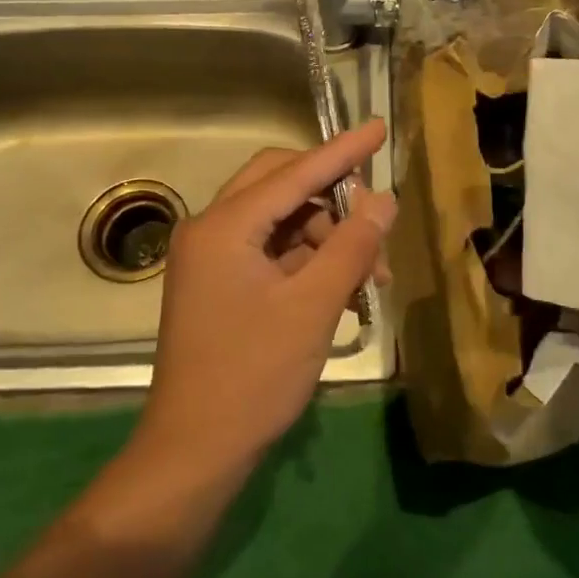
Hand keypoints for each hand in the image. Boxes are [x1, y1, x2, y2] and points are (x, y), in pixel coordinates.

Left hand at [138, 120, 396, 473]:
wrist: (195, 450)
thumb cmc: (254, 375)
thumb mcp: (314, 306)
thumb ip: (352, 245)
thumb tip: (383, 198)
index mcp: (224, 226)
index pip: (294, 172)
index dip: (342, 150)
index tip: (379, 127)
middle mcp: (210, 230)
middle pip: (280, 187)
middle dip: (333, 200)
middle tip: (375, 223)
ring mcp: (210, 259)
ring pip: (279, 222)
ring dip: (326, 238)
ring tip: (370, 279)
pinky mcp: (218, 285)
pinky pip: (270, 252)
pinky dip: (307, 262)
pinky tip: (343, 290)